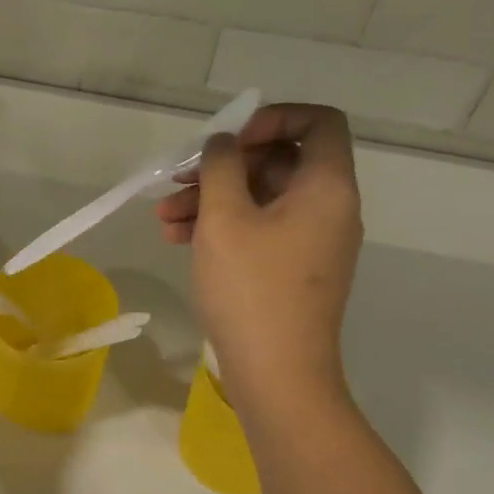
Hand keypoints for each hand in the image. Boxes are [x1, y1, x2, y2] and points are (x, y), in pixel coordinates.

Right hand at [154, 104, 361, 398]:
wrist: (278, 375)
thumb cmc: (252, 289)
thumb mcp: (225, 218)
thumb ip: (221, 166)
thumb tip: (223, 143)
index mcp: (326, 187)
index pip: (318, 122)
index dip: (272, 118)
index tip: (229, 139)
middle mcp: (328, 208)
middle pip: (280, 160)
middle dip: (224, 165)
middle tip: (179, 179)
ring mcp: (312, 241)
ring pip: (262, 197)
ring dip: (212, 198)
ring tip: (164, 217)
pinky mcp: (293, 268)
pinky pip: (260, 229)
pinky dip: (223, 226)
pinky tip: (178, 239)